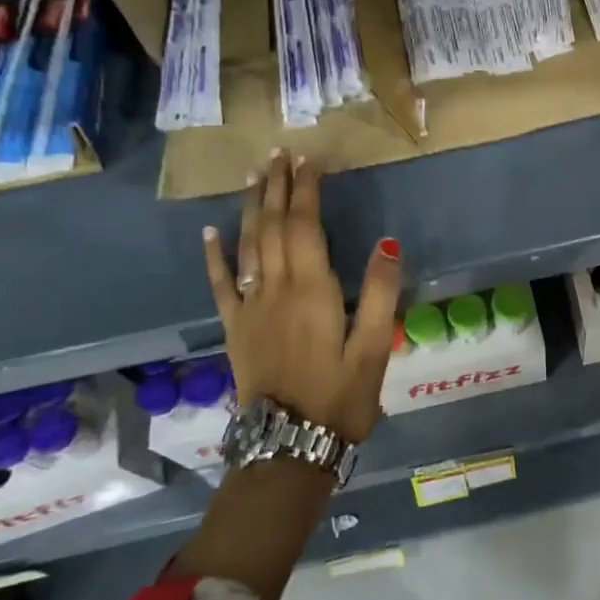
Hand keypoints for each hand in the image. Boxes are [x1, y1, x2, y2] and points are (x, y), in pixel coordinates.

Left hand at [202, 152, 401, 443]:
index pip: (305, 226)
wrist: (288, 446)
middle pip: (273, 227)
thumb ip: (379, 293)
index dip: (306, 190)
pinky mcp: (234, 328)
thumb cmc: (340, 398)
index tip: (309, 160)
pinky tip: (212, 232)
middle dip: (277, 187)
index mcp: (312, 291)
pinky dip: (215, 255)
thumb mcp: (372, 349)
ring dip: (251, 207)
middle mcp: (276, 290)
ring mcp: (250, 308)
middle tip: (279, 153)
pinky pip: (221, 284)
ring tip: (254, 175)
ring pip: (247, 245)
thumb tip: (388, 242)